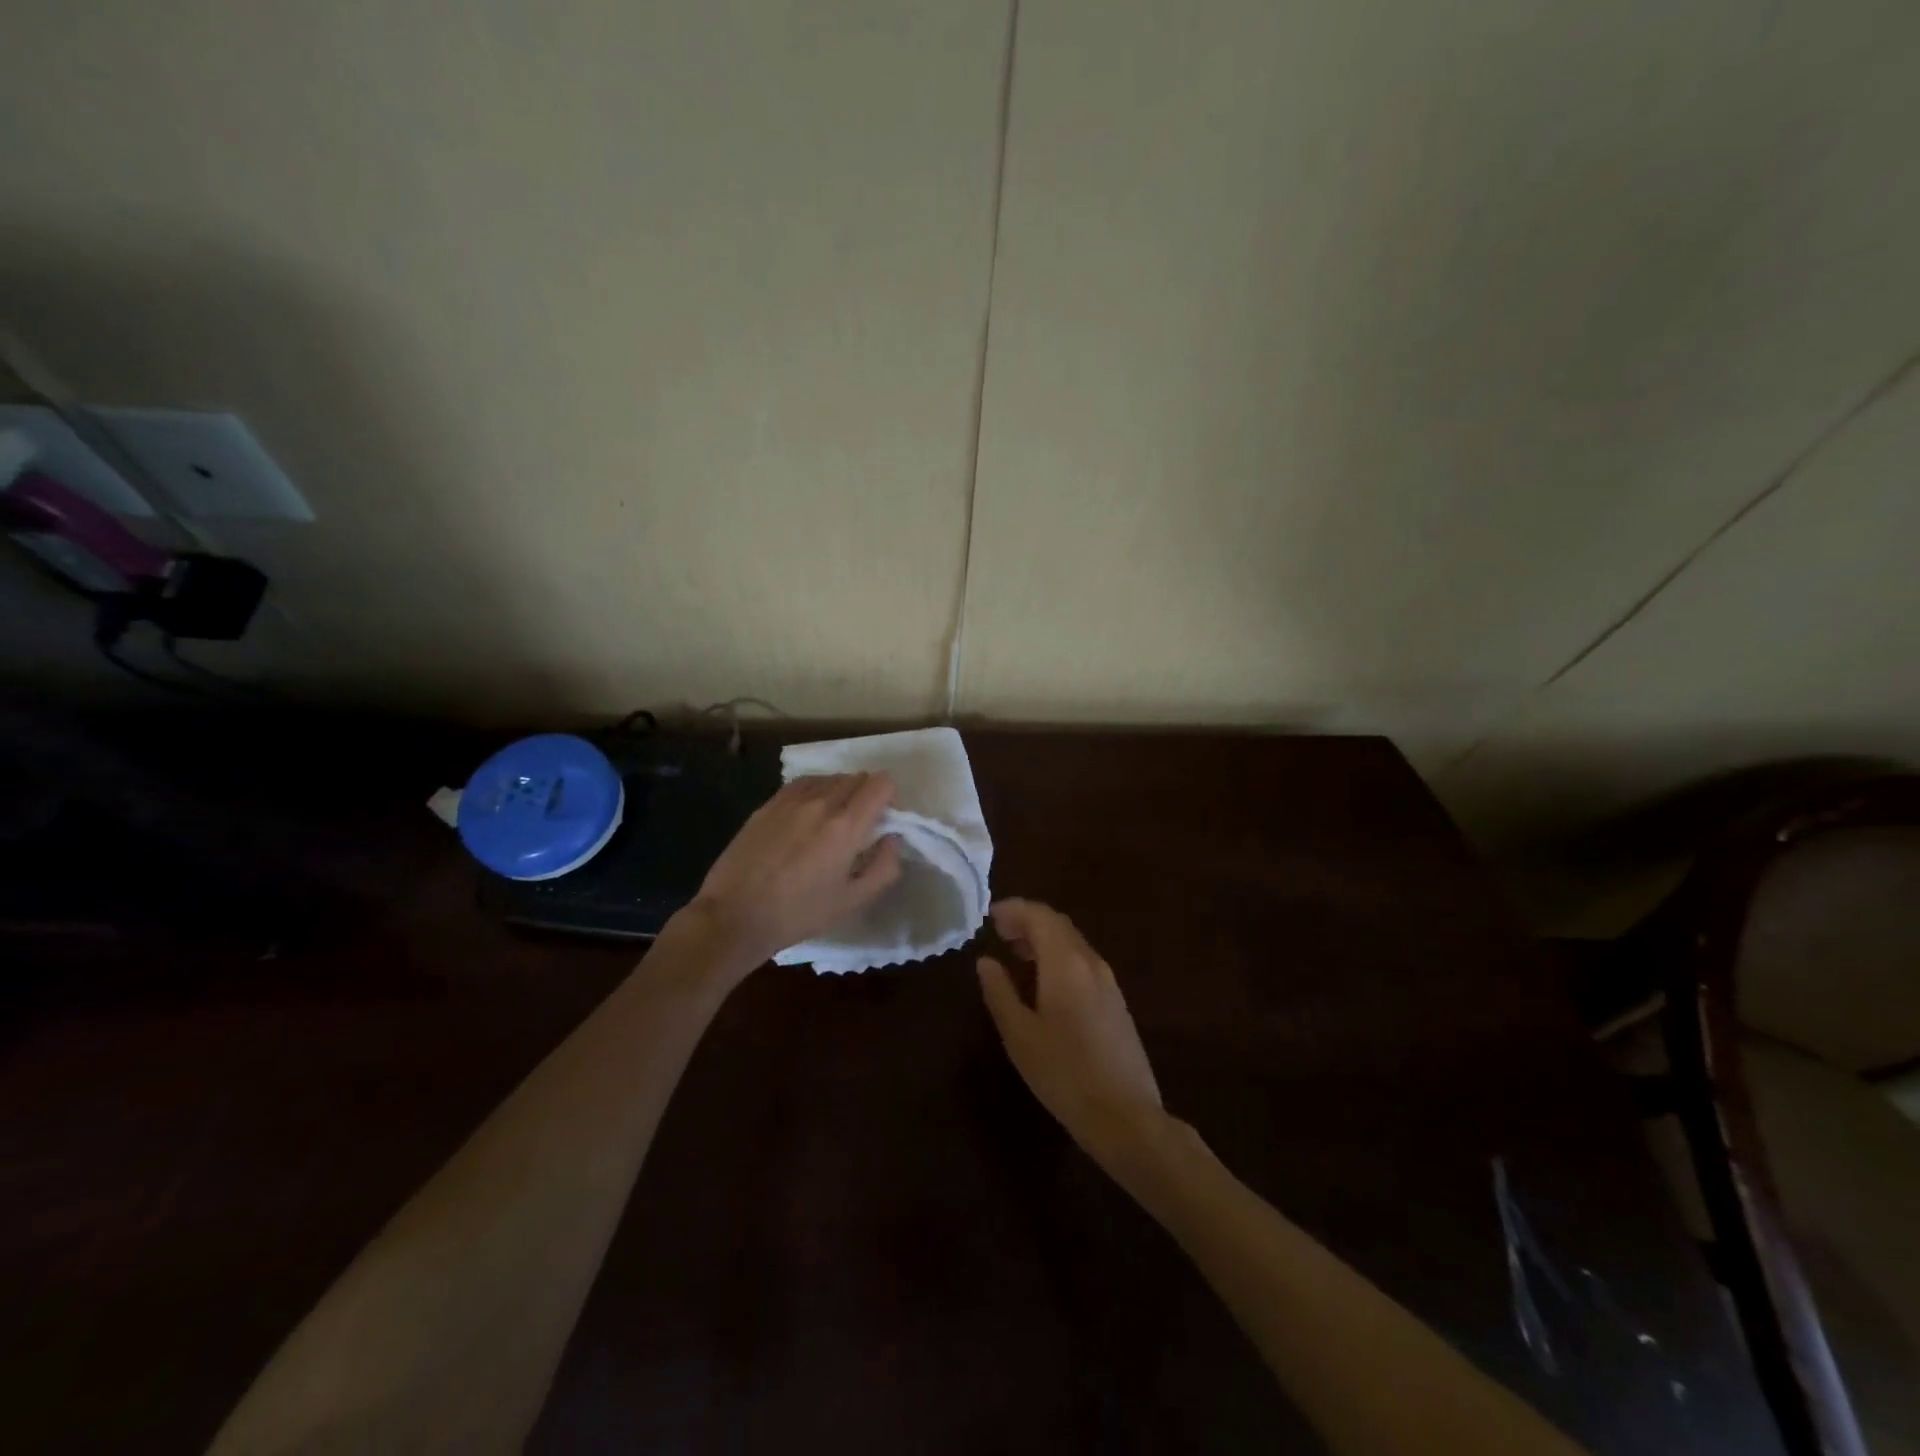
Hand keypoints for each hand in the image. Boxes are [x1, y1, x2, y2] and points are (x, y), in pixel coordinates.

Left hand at [686, 772, 902, 974]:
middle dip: (866, 796)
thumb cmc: (798, 914)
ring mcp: (790, 801)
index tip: (883, 820)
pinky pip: (803, 784)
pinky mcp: (768, 804)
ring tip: (831, 822)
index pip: (880, 783)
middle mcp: (821, 803)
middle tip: (859, 826)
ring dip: (840, 792)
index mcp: (846, 826)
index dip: (889, 797)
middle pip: (857, 777)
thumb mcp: (852, 901)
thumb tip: (893, 839)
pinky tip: (807, 816)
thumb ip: (884, 867)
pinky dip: (815, 792)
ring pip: (829, 778)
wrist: (734, 916)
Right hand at [977, 899, 1163, 1163]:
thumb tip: (986, 961)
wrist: (1125, 1115)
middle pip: (1059, 925)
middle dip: (1028, 921)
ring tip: (1016, 953)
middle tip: (999, 931)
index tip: (990, 916)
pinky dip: (1059, 957)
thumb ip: (1000, 992)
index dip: (1014, 909)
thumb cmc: (1064, 1073)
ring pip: (1073, 943)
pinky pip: (1083, 962)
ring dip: (1044, 939)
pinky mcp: (1116, 1002)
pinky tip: (1045, 982)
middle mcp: (1091, 963)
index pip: (1040, 916)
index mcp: (1066, 963)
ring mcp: (1108, 982)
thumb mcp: (1020, 1035)